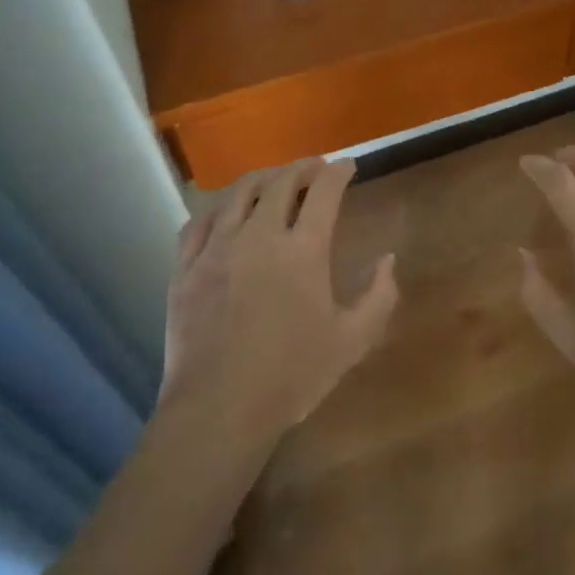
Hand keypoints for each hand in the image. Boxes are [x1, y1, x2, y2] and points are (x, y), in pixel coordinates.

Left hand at [160, 158, 397, 443]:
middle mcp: (259, 234)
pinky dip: (217, 207)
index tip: (347, 166)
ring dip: (262, 178)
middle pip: (281, 182)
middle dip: (303, 168)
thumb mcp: (352, 341)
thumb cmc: (292, 375)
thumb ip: (378, 296)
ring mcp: (218, 247)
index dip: (338, 172)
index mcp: (303, 248)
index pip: (325, 191)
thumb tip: (388, 259)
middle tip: (314, 168)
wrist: (219, 408)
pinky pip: (199, 220)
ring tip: (273, 180)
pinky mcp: (186, 266)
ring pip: (239, 192)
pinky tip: (224, 211)